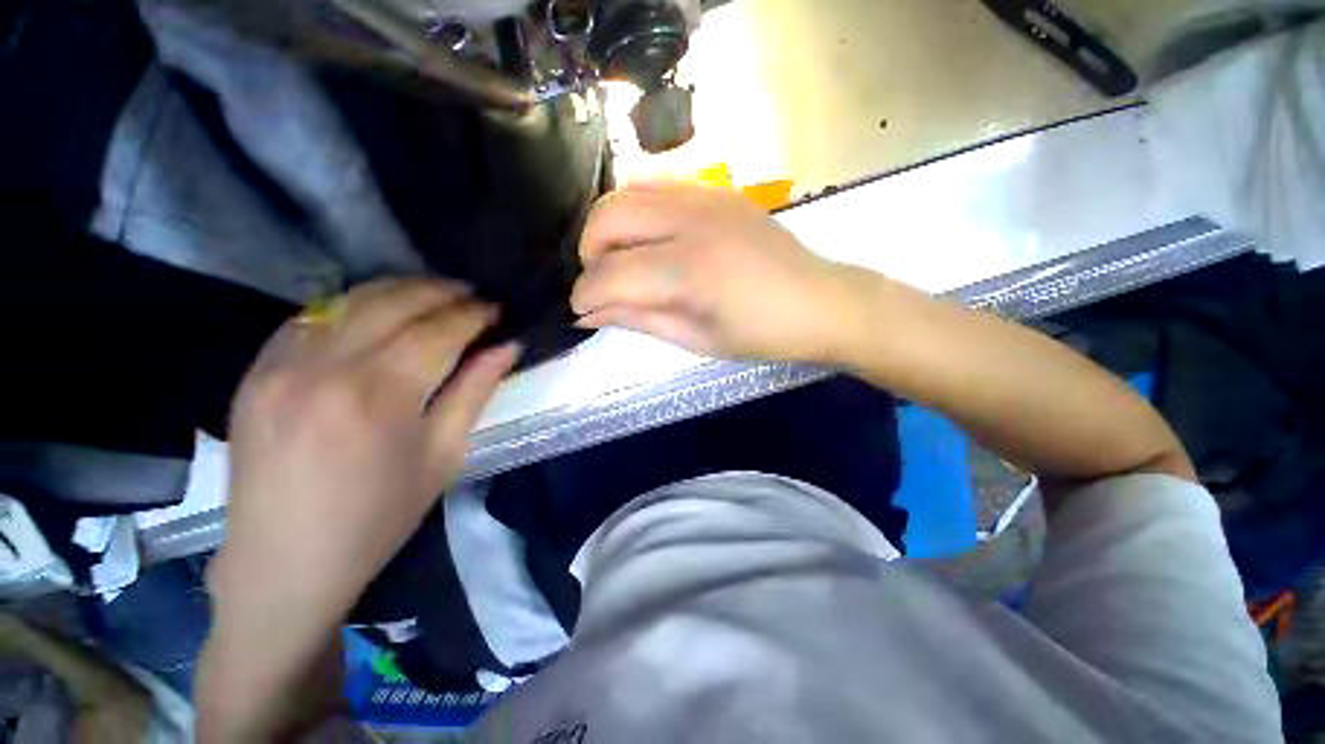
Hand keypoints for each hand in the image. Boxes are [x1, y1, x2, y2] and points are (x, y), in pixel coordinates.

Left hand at [198, 278, 517, 740]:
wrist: (284, 563)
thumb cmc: (378, 517)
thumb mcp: (443, 456)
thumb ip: (475, 392)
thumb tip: (507, 347)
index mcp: (378, 396)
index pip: (436, 332)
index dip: (472, 315)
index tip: (496, 308)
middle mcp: (325, 368)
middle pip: (392, 304)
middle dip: (440, 292)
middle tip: (471, 294)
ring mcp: (280, 365)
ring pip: (349, 300)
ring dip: (398, 290)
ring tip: (433, 293)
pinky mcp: (255, 371)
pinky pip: (311, 317)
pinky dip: (352, 305)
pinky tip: (376, 312)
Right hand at [571, 182, 862, 362]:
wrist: (819, 302)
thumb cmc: (760, 335)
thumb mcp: (695, 339)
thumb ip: (637, 319)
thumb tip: (589, 312)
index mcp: (691, 271)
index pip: (611, 273)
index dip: (584, 295)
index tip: (580, 310)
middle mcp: (693, 221)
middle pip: (607, 217)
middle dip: (589, 254)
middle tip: (601, 283)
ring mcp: (707, 196)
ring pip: (626, 191)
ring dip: (609, 228)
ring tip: (622, 260)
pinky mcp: (717, 189)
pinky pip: (657, 184)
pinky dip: (637, 209)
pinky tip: (648, 237)